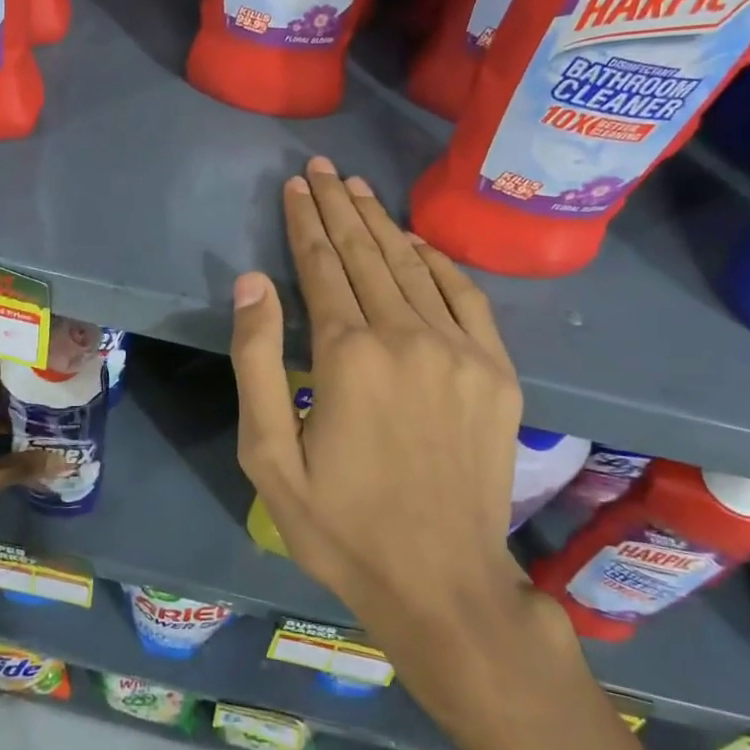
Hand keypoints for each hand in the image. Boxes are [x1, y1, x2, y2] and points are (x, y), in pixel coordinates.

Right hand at [229, 157, 560, 714]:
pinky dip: (437, 262)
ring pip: (412, 266)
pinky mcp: (497, 371)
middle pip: (365, 253)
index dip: (304, 221)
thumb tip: (252, 282)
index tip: (295, 185)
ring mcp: (461, 350)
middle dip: (338, 205)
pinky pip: (465, 296)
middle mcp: (407, 335)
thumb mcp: (269, 456)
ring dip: (381, 223)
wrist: (442, 582)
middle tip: (322, 167)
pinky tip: (415, 242)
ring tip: (357, 187)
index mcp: (348, 354)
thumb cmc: (340, 525)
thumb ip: (258, 361)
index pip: (319, 266)